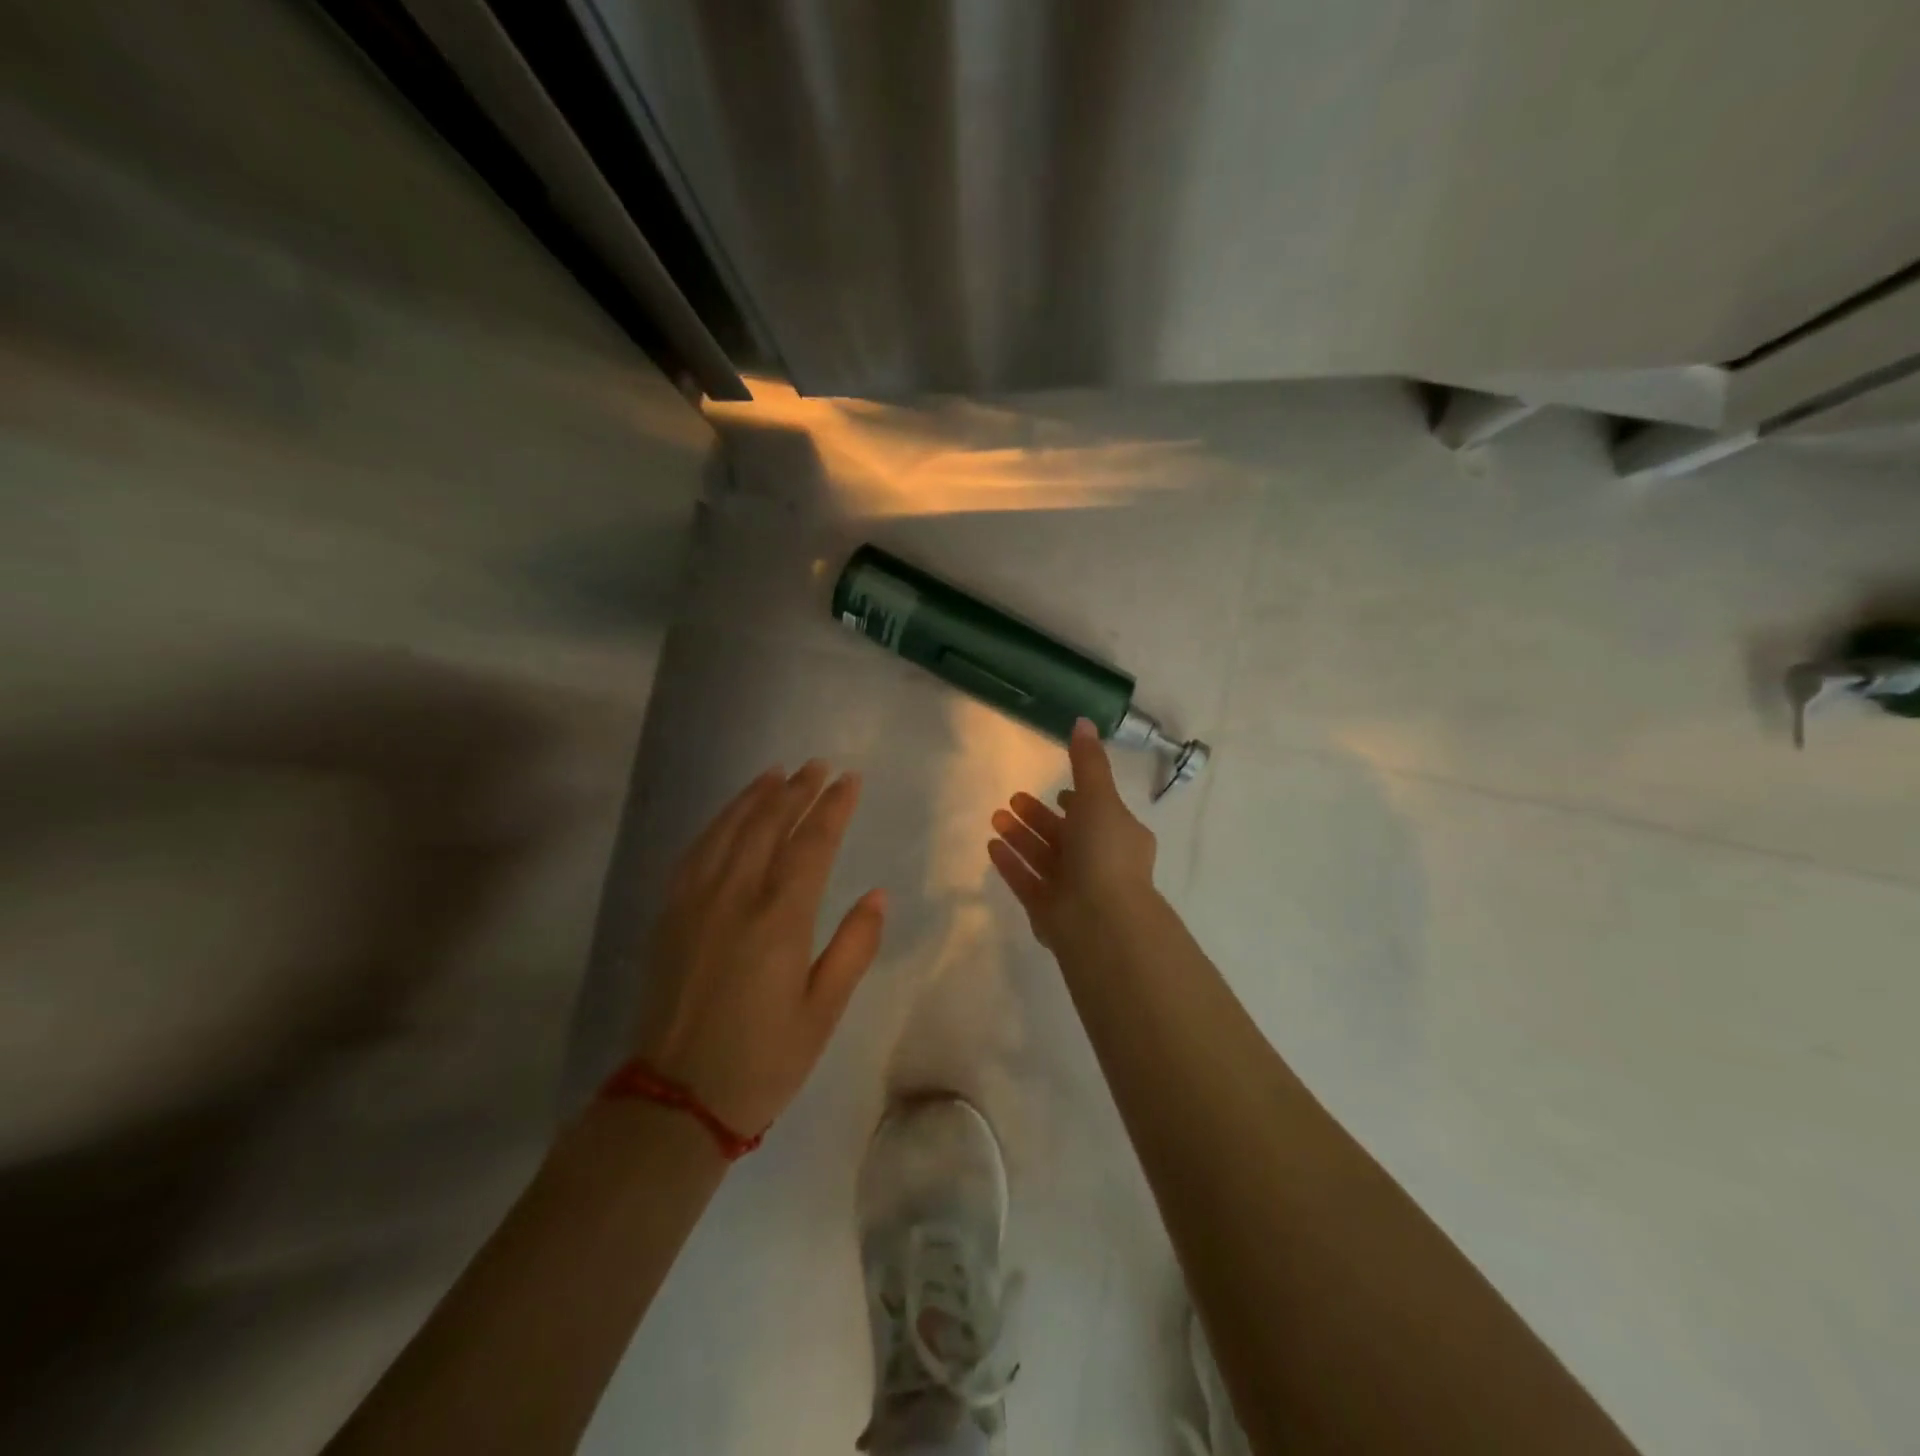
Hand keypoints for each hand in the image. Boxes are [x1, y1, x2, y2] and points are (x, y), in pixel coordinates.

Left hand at [632, 761, 884, 1134]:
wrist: (675, 1101)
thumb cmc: (763, 1060)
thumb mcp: (824, 1011)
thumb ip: (854, 947)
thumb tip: (877, 895)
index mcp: (780, 920)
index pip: (812, 843)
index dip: (833, 807)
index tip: (850, 779)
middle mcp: (735, 897)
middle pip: (769, 824)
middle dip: (797, 790)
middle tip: (818, 765)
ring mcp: (696, 903)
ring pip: (728, 830)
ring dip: (755, 796)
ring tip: (777, 773)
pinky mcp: (670, 916)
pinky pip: (695, 852)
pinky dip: (717, 824)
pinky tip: (729, 815)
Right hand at [988, 718, 1157, 950]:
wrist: (1100, 919)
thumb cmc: (1105, 852)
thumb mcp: (1100, 797)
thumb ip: (1088, 762)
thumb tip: (1083, 721)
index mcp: (1118, 836)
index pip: (1097, 814)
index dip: (1078, 802)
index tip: (1059, 791)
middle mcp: (1098, 862)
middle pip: (1064, 835)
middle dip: (1038, 817)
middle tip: (1013, 799)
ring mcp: (1073, 890)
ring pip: (1043, 857)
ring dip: (1020, 837)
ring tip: (994, 817)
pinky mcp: (1049, 911)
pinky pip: (1026, 881)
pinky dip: (1011, 864)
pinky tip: (991, 846)